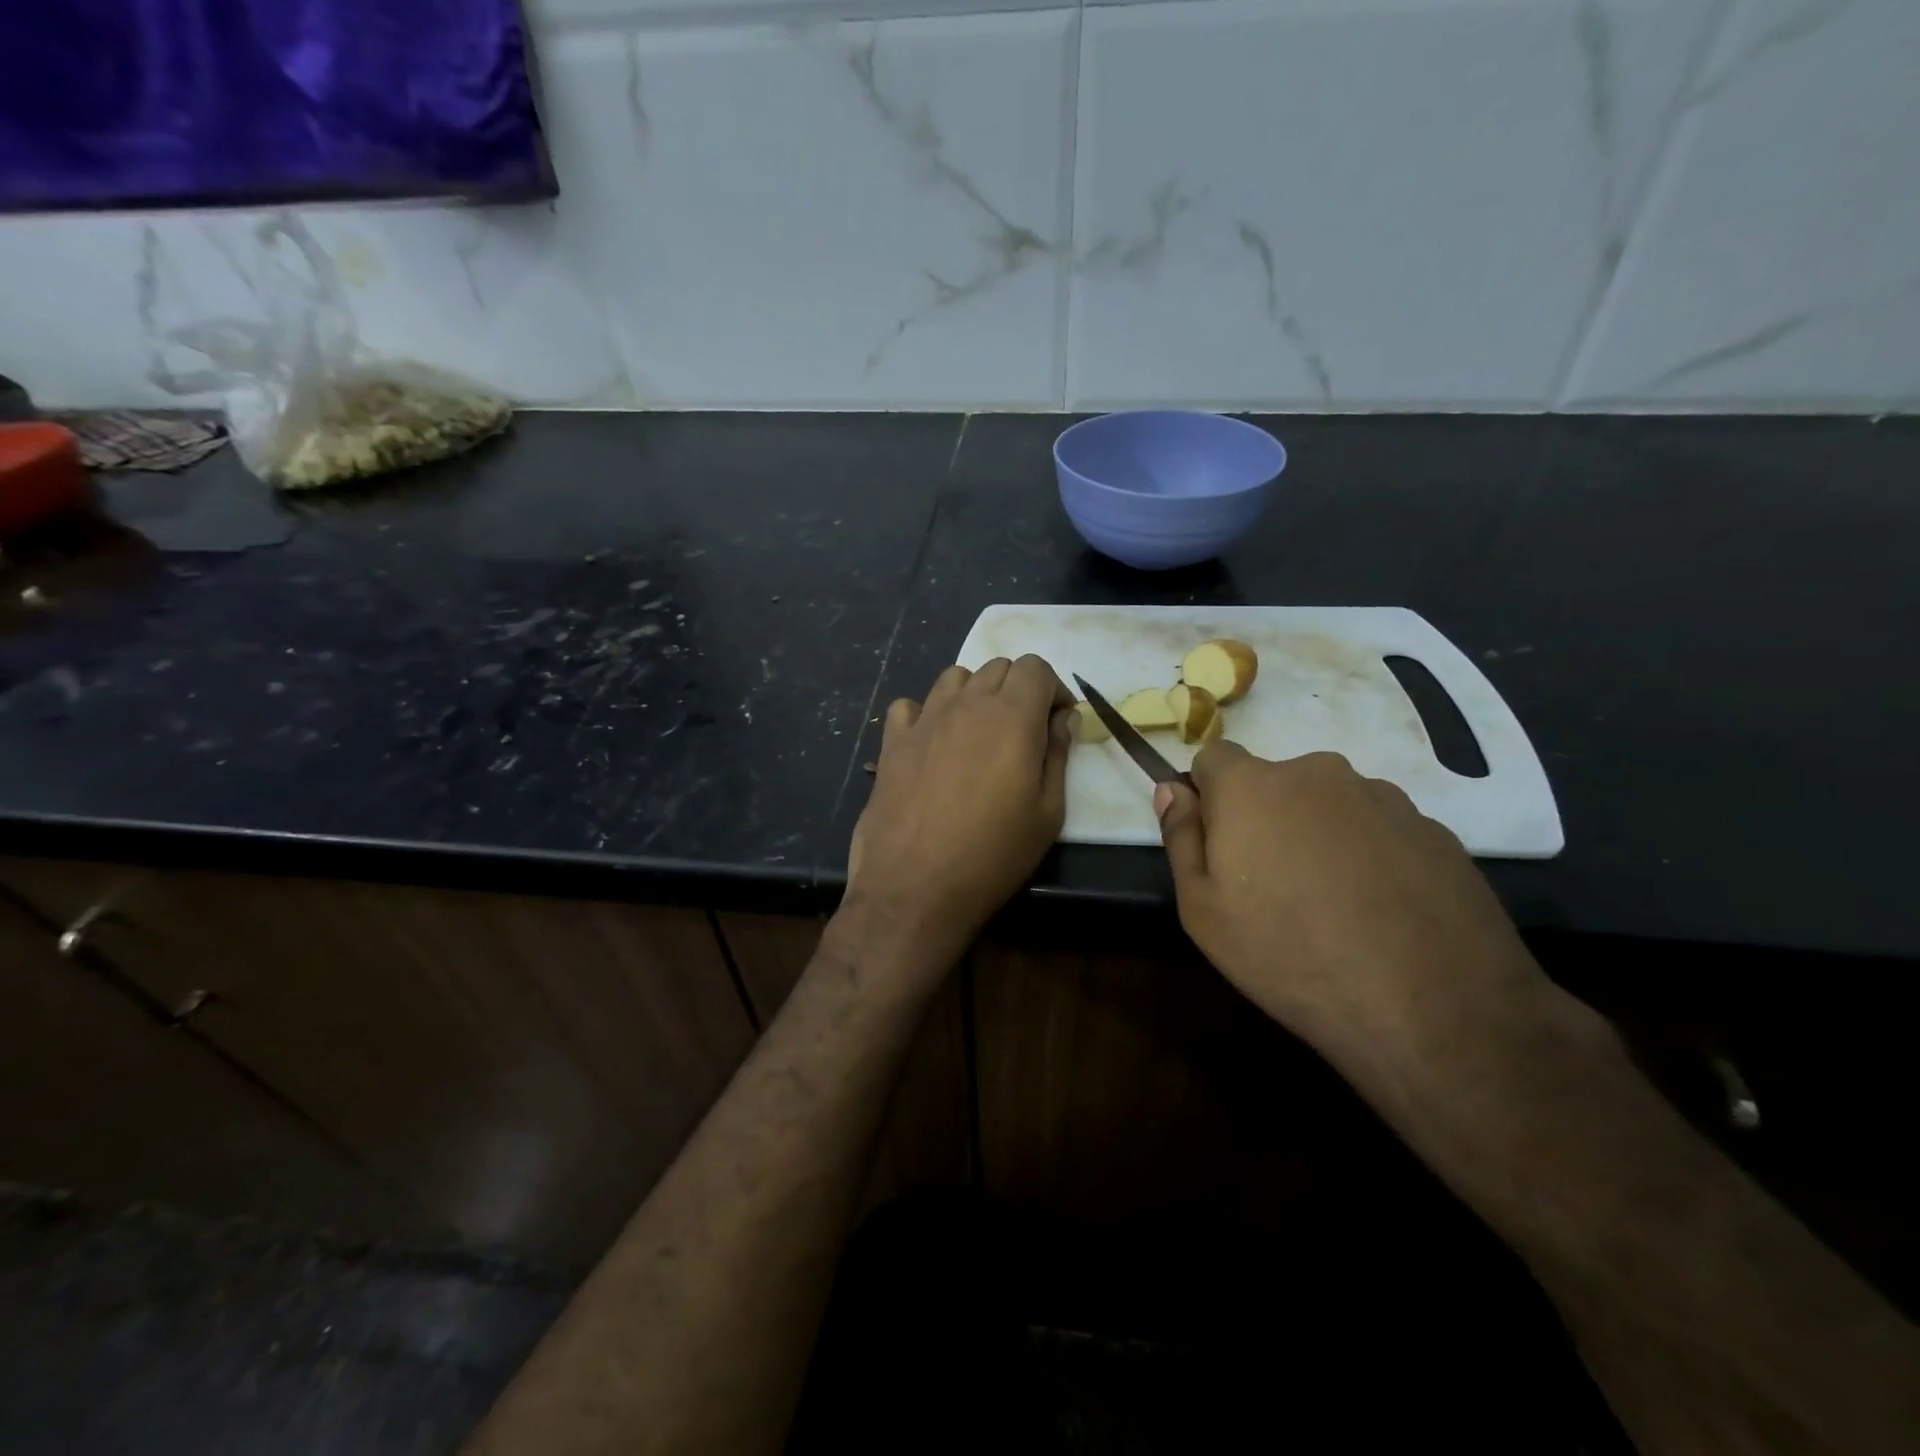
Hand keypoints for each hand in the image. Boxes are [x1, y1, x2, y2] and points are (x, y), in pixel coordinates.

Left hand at [846, 656, 1073, 958]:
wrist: (915, 887)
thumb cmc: (993, 855)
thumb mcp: (1048, 813)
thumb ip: (1058, 755)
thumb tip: (1062, 719)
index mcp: (1011, 717)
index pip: (1036, 667)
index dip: (1052, 689)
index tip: (1056, 723)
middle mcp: (966, 705)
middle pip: (998, 667)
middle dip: (1018, 689)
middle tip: (1024, 732)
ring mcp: (924, 720)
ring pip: (955, 677)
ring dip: (975, 694)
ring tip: (980, 733)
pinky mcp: (892, 742)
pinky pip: (910, 706)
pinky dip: (926, 714)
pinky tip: (933, 743)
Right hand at [1154, 743, 1541, 1055]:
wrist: (1432, 1007)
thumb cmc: (1288, 955)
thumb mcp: (1202, 910)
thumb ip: (1181, 838)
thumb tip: (1171, 789)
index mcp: (1252, 786)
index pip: (1214, 757)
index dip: (1209, 795)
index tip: (1219, 845)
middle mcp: (1317, 773)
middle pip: (1274, 782)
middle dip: (1265, 818)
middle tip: (1273, 887)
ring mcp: (1382, 798)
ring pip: (1329, 805)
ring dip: (1319, 835)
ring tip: (1333, 905)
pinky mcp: (1433, 829)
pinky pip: (1379, 829)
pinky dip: (1369, 855)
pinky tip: (1379, 911)